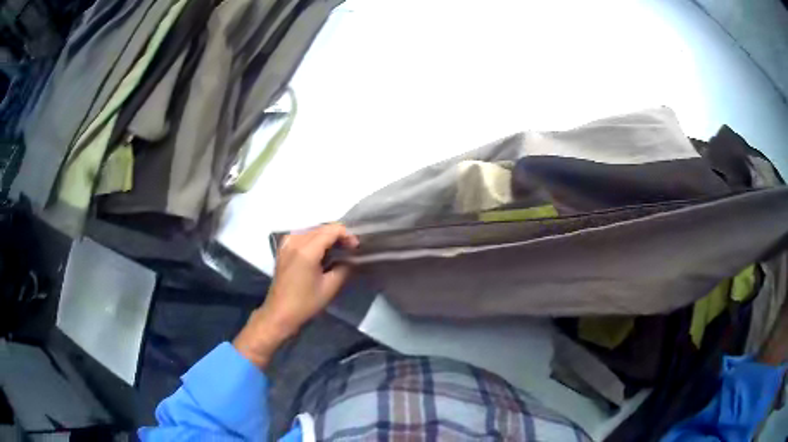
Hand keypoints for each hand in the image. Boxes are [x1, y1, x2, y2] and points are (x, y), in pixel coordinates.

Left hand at [233, 224, 358, 367]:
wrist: (279, 313)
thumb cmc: (305, 303)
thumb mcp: (330, 287)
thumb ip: (343, 268)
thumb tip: (350, 258)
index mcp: (306, 251)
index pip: (331, 230)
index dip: (347, 235)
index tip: (356, 247)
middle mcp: (295, 242)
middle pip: (321, 228)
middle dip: (337, 235)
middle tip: (350, 248)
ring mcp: (286, 243)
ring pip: (312, 230)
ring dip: (326, 236)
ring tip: (338, 249)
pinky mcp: (283, 248)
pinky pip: (302, 235)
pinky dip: (314, 239)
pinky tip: (320, 250)